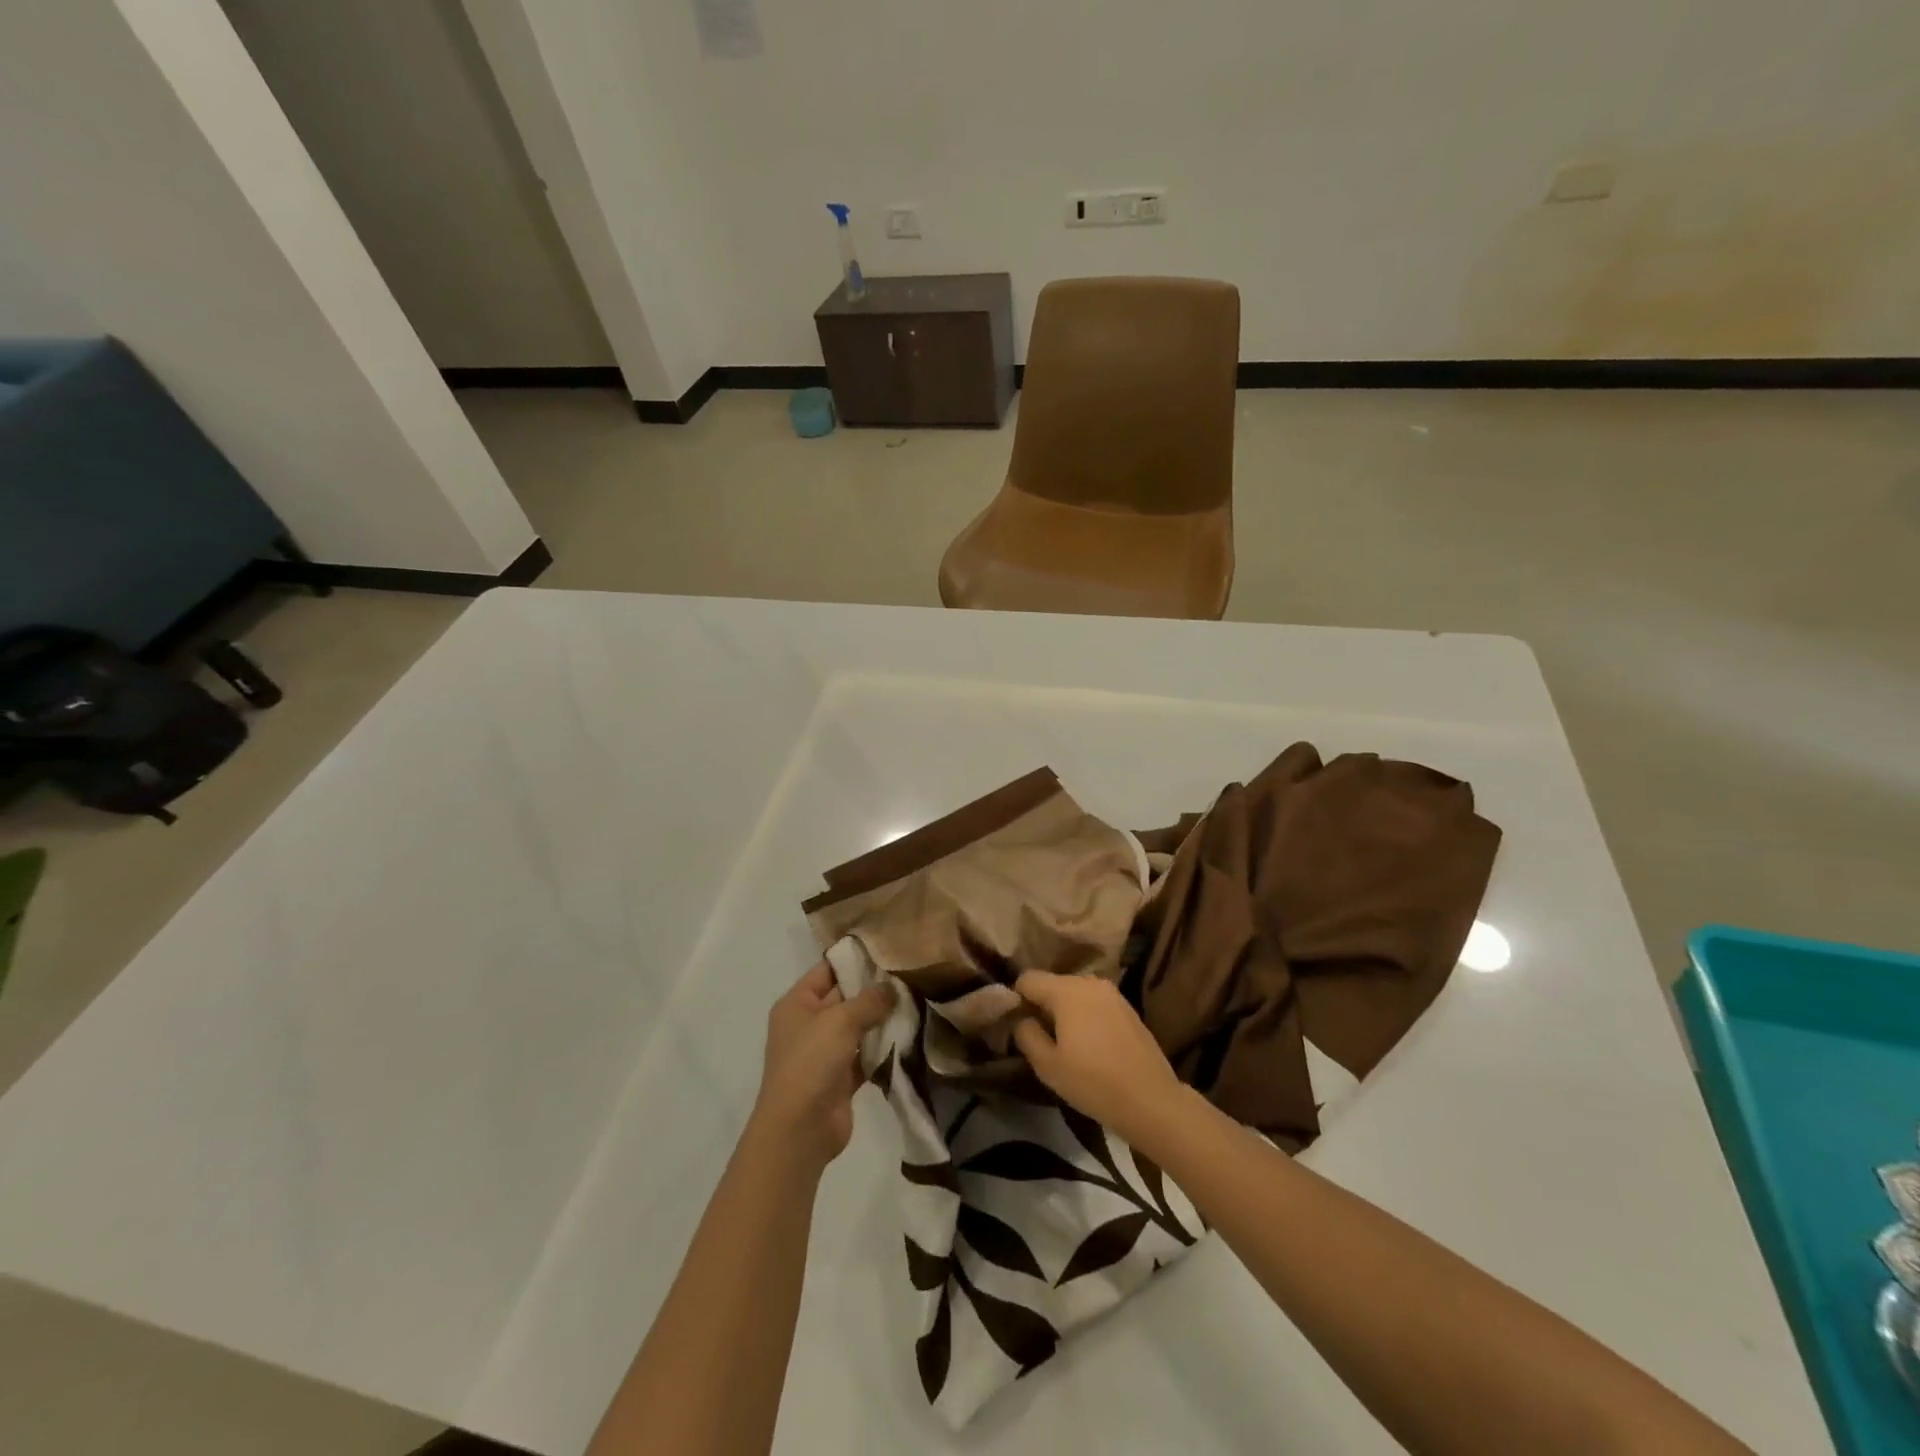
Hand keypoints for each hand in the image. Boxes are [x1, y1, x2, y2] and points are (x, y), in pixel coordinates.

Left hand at [749, 962, 894, 1173]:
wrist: (799, 1130)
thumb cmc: (811, 1062)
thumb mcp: (840, 1021)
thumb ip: (869, 1000)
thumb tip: (892, 988)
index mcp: (797, 1004)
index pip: (827, 970)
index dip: (854, 960)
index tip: (888, 949)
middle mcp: (809, 1024)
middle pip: (845, 998)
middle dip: (875, 990)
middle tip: (911, 975)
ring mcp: (824, 1053)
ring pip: (858, 1028)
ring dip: (882, 1020)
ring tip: (917, 1001)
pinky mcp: (841, 1079)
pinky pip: (865, 1056)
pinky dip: (883, 1049)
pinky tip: (910, 1036)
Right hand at [1011, 971, 1181, 1143]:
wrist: (1151, 1100)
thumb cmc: (1093, 1083)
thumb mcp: (1048, 1066)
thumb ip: (1026, 1034)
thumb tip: (1021, 1018)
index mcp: (1067, 990)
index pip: (1028, 979)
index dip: (1016, 998)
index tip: (1015, 1024)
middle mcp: (1089, 982)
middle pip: (1053, 984)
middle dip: (1041, 1005)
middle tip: (1038, 1037)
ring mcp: (1112, 993)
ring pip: (1074, 993)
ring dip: (1064, 1011)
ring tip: (1064, 1043)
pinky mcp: (1127, 1008)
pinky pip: (1094, 1003)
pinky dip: (1085, 1016)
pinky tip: (1089, 1045)